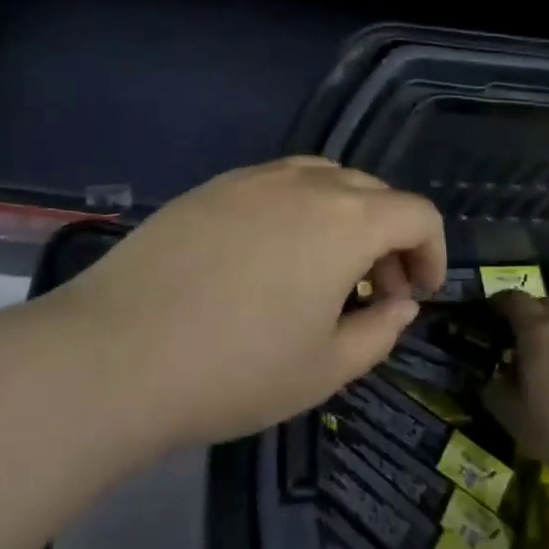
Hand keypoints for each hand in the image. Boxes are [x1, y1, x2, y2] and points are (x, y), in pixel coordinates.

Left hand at [56, 157, 446, 446]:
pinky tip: (269, 257)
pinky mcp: (210, 187)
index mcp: (346, 220)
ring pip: (323, 179)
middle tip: (375, 290)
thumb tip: (398, 303)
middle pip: (372, 192)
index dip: (432, 252)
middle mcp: (305, 183)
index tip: (418, 295)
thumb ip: (379, 331)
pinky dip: (296, 210)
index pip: (417, 213)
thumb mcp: (325, 368)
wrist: (116, 354)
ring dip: (344, 216)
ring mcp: (252, 179)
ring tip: (324, 268)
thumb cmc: (236, 369)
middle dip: (390, 237)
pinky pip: (274, 184)